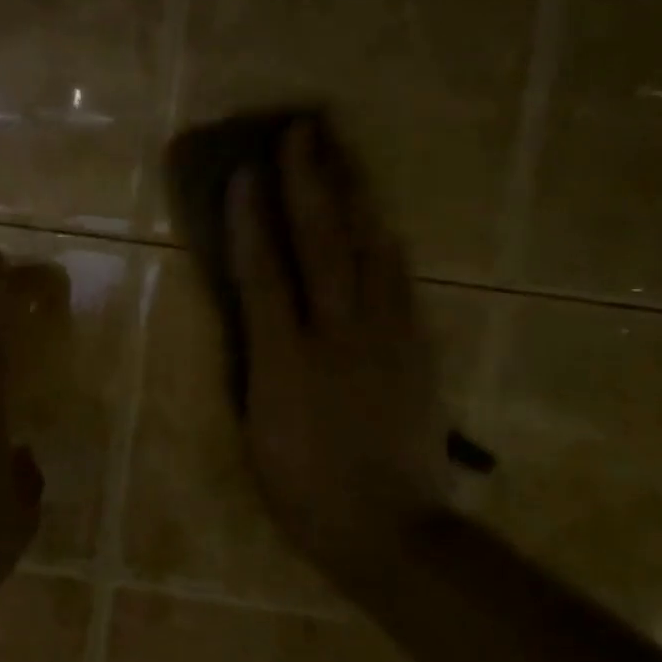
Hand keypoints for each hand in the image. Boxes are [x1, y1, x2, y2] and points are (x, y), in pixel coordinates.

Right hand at [228, 121, 447, 575]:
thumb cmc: (305, 493)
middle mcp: (338, 335)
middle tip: (301, 130)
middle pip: (322, 243)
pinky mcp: (417, 348)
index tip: (243, 174)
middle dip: (307, 181)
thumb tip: (256, 319)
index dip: (250, 220)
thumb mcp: (256, 435)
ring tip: (343, 152)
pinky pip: (400, 280)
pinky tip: (379, 219)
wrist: (392, 530)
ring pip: (370, 249)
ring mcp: (386, 337)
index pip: (263, 274)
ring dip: (353, 195)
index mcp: (286, 362)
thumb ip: (255, 367)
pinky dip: (384, 242)